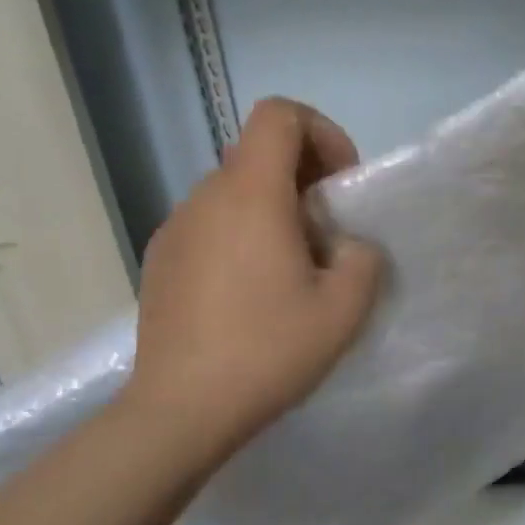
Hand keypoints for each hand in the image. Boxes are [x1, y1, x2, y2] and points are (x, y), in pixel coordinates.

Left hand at [118, 98, 384, 459]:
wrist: (181, 410)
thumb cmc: (268, 350)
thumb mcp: (344, 309)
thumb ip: (364, 259)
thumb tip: (346, 248)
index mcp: (251, 193)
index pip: (280, 114)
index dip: (322, 132)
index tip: (340, 184)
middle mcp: (205, 197)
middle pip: (258, 153)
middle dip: (303, 178)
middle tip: (327, 235)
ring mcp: (174, 228)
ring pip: (234, 192)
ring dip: (272, 211)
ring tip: (291, 271)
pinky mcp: (160, 260)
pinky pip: (210, 226)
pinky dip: (240, 236)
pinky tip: (250, 295)